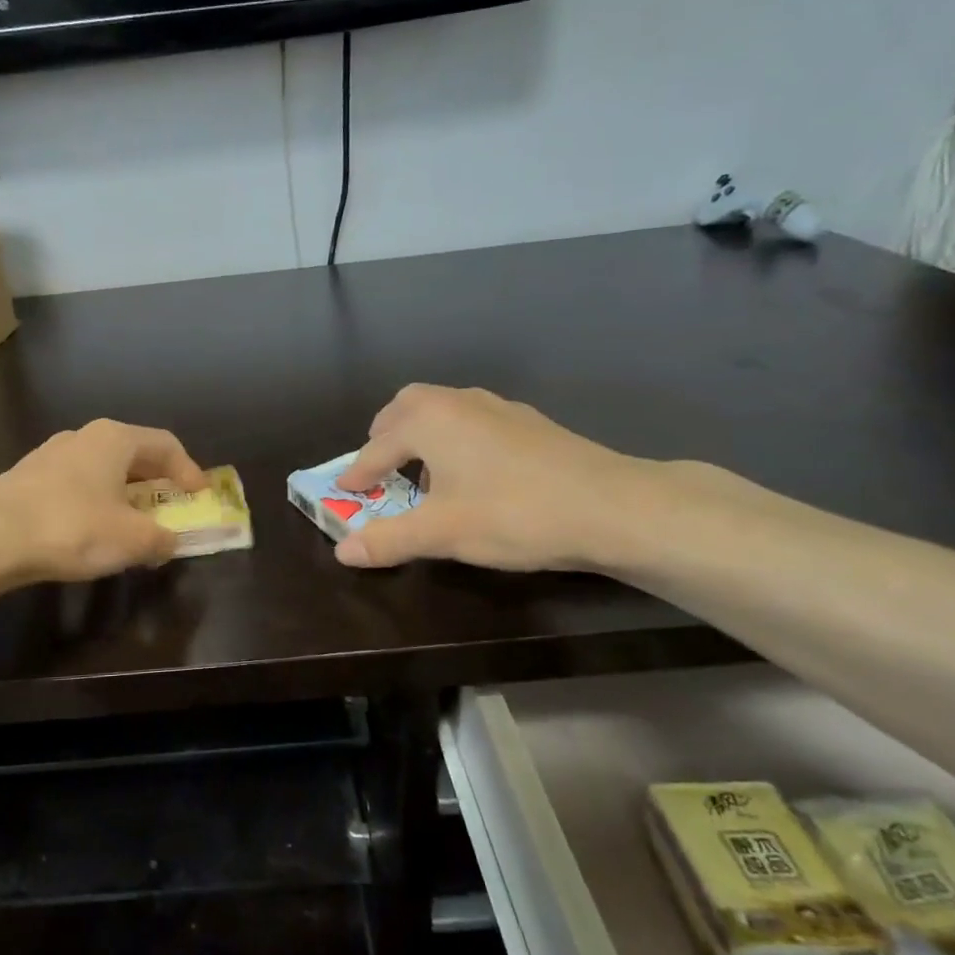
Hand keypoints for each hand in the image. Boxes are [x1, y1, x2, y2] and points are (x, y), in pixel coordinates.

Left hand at [0, 419, 208, 582]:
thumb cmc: (72, 527)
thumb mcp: (131, 539)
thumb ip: (160, 539)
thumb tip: (170, 541)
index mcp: (114, 439)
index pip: (165, 444)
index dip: (189, 470)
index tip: (200, 495)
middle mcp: (83, 436)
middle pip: (133, 453)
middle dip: (156, 481)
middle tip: (171, 505)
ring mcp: (51, 454)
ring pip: (102, 468)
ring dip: (124, 492)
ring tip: (133, 521)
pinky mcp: (27, 477)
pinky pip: (77, 483)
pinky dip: (96, 501)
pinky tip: (92, 528)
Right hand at [332, 384, 652, 571]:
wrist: (611, 506)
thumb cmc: (513, 514)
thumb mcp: (442, 533)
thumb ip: (388, 539)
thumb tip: (343, 551)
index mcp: (430, 421)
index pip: (377, 448)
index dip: (357, 473)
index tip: (343, 491)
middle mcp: (459, 403)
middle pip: (407, 407)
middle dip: (385, 436)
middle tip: (378, 468)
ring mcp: (498, 408)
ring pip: (442, 410)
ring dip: (421, 434)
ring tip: (421, 472)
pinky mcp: (528, 423)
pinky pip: (471, 421)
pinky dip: (453, 439)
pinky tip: (471, 474)